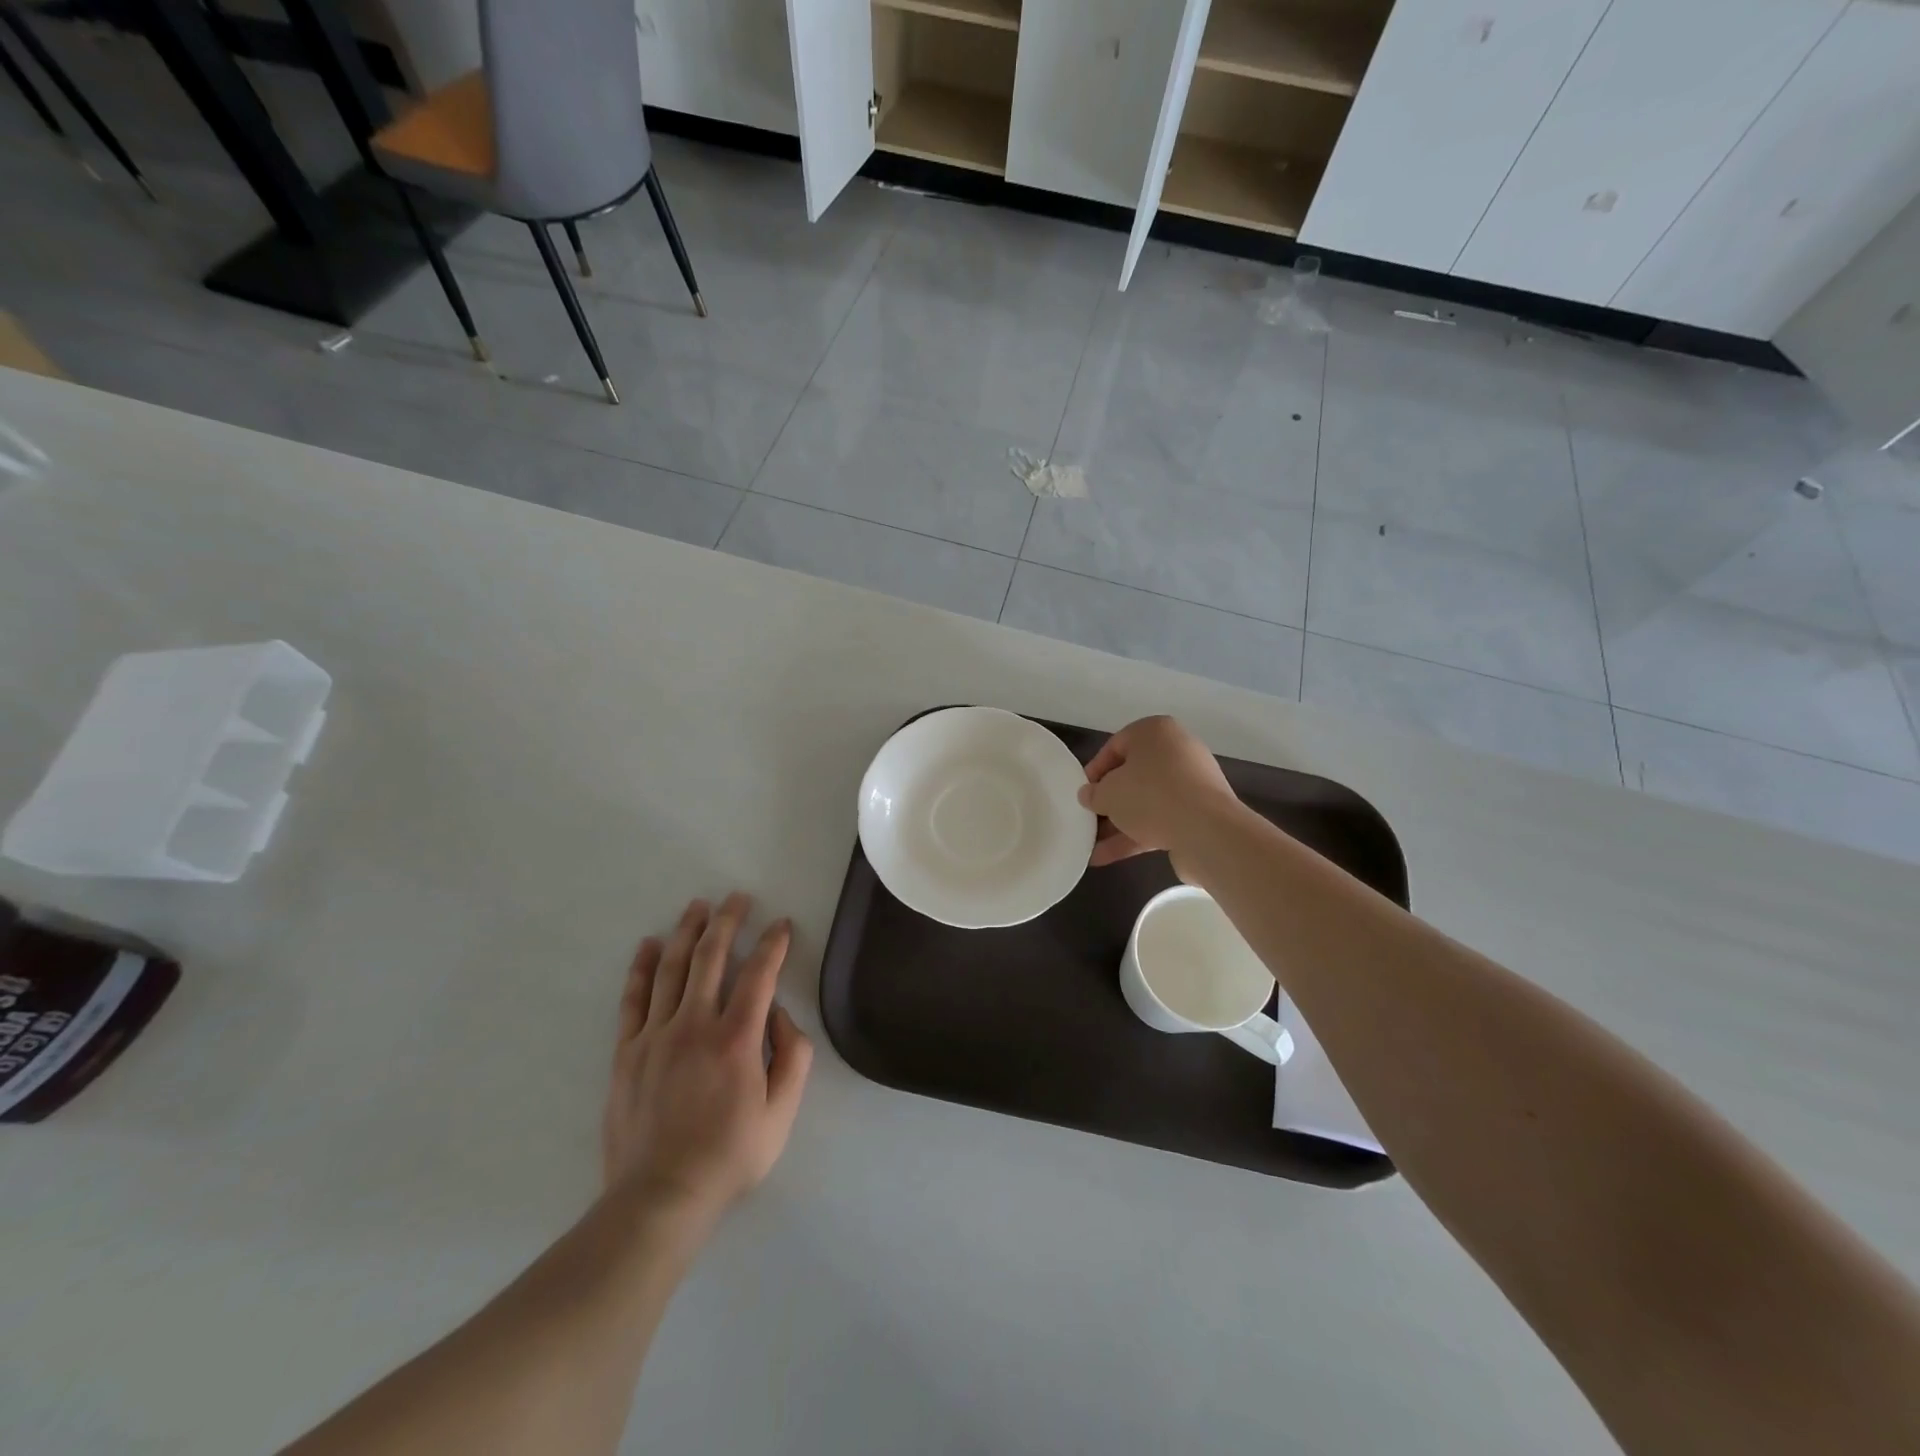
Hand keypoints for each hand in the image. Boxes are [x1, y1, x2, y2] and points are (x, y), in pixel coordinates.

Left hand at [602, 894, 812, 1224]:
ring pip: (672, 968)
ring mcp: (655, 1035)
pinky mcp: (627, 1052)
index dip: (773, 944)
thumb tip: (780, 1014)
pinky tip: (649, 945)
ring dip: (686, 932)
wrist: (660, 1198)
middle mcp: (695, 1024)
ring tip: (698, 906)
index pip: (759, 974)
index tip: (781, 925)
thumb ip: (793, 1056)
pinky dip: (642, 968)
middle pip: (711, 957)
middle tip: (737, 898)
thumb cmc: (729, 1157)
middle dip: (727, 921)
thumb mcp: (782, 1114)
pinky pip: (634, 999)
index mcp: (737, 1038)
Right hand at [1078, 715, 1239, 874]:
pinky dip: (1136, 836)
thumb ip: (1094, 793)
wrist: (1207, 831)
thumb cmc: (1150, 796)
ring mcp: (1192, 783)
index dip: (1094, 772)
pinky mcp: (1199, 813)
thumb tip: (1089, 795)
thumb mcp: (1108, 793)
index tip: (1082, 794)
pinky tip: (1107, 856)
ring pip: (1146, 801)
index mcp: (1155, 732)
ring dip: (1119, 824)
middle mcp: (1177, 751)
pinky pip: (1161, 820)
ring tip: (1092, 845)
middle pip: (1133, 775)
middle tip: (1088, 818)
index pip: (1115, 746)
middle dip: (1109, 801)